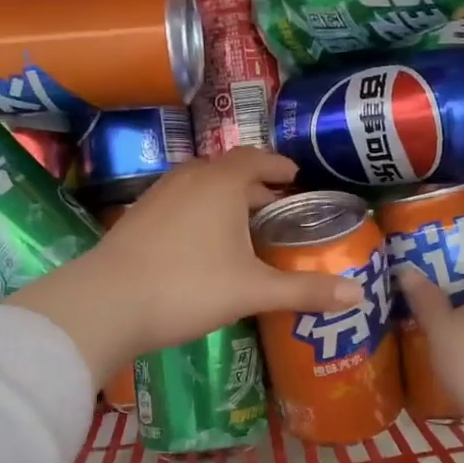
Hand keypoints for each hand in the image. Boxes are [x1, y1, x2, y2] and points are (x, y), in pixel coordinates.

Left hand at [6, 150, 364, 382]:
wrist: (106, 303)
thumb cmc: (188, 287)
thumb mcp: (253, 291)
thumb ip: (304, 291)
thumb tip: (357, 294)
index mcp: (221, 183)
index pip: (256, 159)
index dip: (278, 165)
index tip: (295, 176)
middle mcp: (189, 179)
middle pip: (228, 171)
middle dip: (255, 185)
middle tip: (277, 205)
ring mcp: (158, 196)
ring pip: (200, 186)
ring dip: (225, 198)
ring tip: (243, 223)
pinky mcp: (137, 217)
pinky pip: (179, 202)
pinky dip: (200, 211)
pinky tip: (202, 243)